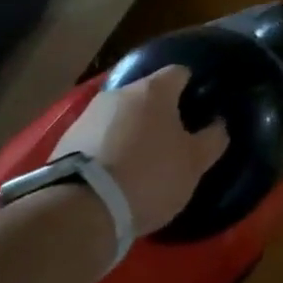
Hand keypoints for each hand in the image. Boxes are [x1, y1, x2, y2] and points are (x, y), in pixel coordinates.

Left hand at [51, 66, 229, 235]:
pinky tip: (115, 174)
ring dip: (132, 130)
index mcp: (154, 90)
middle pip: (147, 94)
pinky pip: (98, 137)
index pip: (180, 72)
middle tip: (173, 140)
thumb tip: (217, 123)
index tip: (199, 111)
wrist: (81, 210)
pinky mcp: (64, 141)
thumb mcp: (195, 163)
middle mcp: (118, 93)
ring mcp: (87, 115)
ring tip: (142, 161)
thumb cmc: (150, 176)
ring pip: (121, 115)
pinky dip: (109, 148)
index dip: (192, 88)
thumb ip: (213, 138)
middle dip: (160, 112)